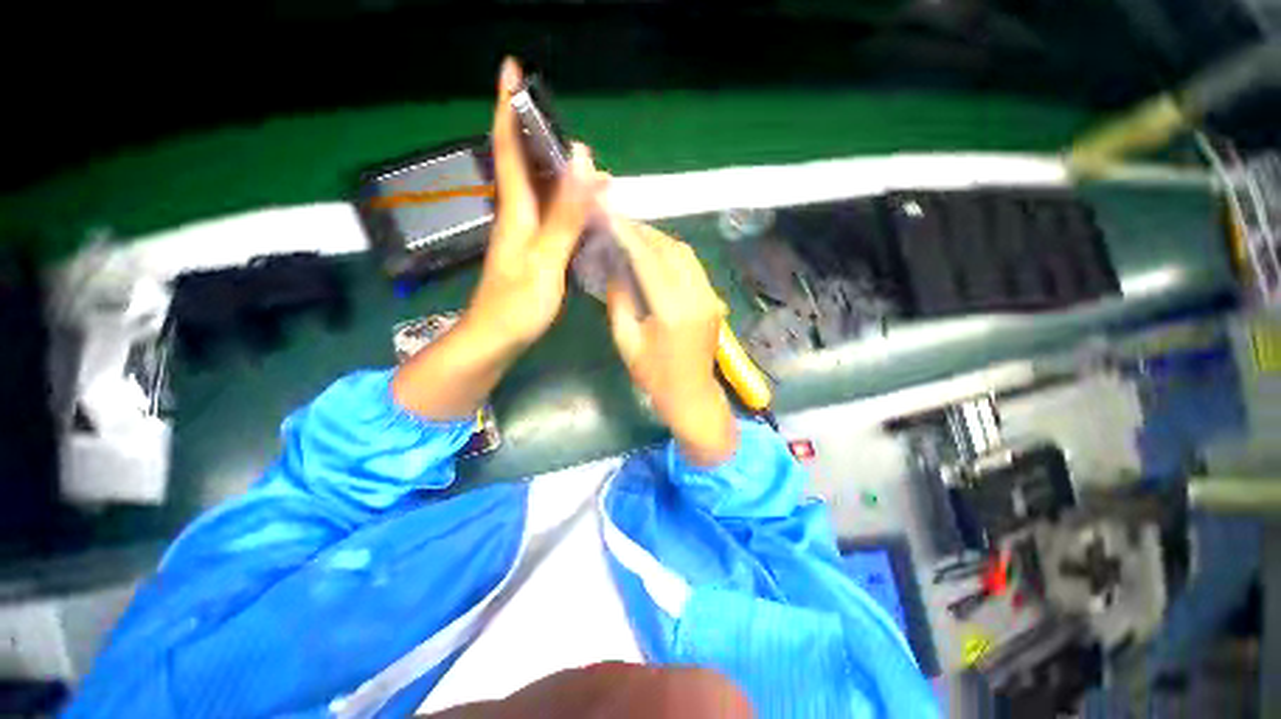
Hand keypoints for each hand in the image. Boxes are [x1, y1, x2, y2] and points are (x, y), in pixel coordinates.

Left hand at [392, 58, 604, 419]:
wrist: (496, 340)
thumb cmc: (517, 305)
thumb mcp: (545, 260)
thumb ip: (565, 215)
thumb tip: (582, 162)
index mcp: (516, 211)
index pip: (508, 148)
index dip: (507, 108)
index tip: (510, 69)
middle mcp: (517, 215)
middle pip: (526, 165)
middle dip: (543, 138)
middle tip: (572, 130)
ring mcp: (524, 235)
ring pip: (541, 192)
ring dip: (562, 173)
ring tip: (592, 170)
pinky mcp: (532, 251)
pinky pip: (550, 216)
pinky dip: (567, 205)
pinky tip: (585, 209)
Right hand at [606, 220, 738, 466]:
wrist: (692, 395)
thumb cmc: (654, 375)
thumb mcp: (626, 340)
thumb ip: (619, 298)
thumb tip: (614, 264)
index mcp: (672, 311)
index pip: (649, 260)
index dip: (628, 236)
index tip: (610, 218)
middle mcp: (696, 297)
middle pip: (671, 249)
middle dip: (644, 232)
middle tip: (620, 224)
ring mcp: (710, 296)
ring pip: (685, 253)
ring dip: (660, 240)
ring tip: (634, 235)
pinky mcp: (714, 299)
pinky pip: (693, 266)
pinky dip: (673, 254)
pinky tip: (655, 254)